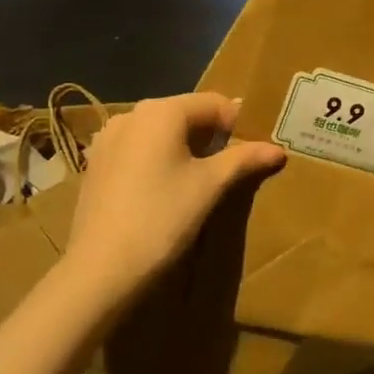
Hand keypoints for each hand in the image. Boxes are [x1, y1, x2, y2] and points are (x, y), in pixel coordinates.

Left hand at [61, 93, 283, 302]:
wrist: (100, 270)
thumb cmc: (162, 218)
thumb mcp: (210, 186)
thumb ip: (244, 160)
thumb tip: (277, 149)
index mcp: (161, 111)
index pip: (215, 103)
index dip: (239, 126)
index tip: (253, 154)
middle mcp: (131, 114)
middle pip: (186, 115)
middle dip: (212, 137)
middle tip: (230, 170)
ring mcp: (108, 139)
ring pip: (160, 134)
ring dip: (184, 150)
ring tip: (199, 184)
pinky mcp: (96, 165)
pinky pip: (138, 151)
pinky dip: (158, 162)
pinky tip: (164, 194)